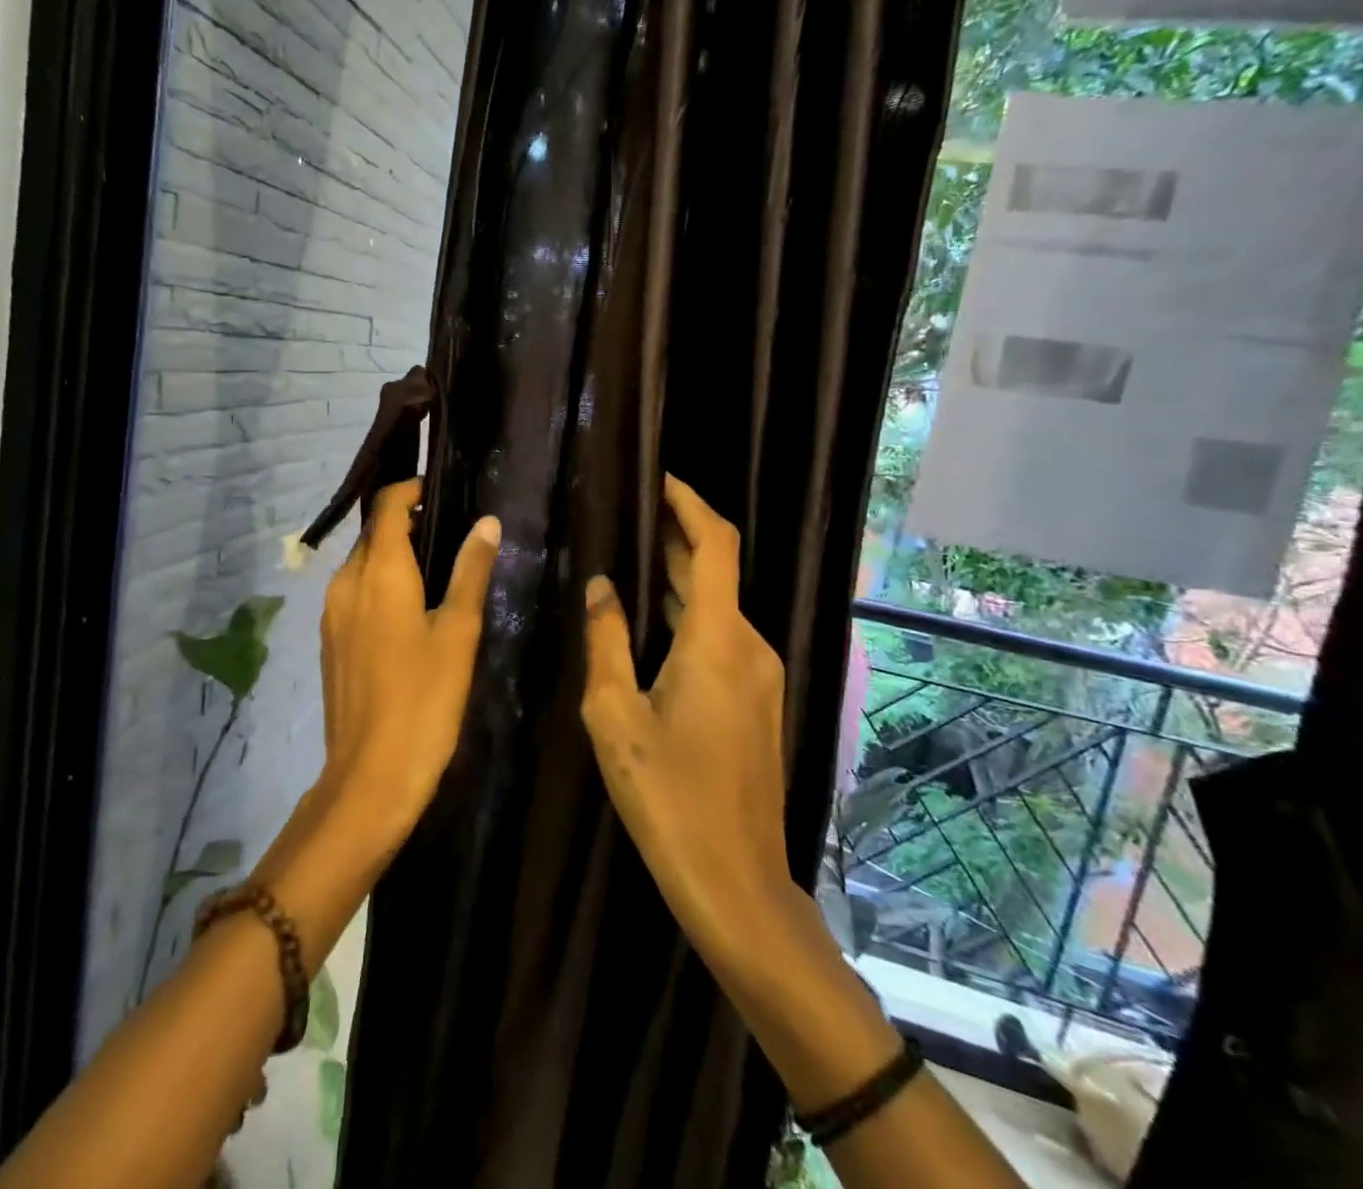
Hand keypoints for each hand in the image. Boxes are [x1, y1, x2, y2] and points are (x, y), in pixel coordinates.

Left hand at [317, 478, 500, 846]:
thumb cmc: (424, 700)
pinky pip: (354, 593)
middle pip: (372, 534)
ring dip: (392, 555)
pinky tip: (408, 609)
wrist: (371, 775)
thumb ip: (470, 571)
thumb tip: (486, 523)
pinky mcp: (329, 641)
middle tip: (449, 531)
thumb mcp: (458, 632)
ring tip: (435, 568)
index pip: (386, 507)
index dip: (410, 489)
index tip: (440, 491)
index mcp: (377, 572)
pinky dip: (379, 584)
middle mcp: (345, 583)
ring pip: (361, 565)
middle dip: (405, 522)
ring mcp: (331, 614)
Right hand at [580, 475, 800, 969]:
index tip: (659, 480)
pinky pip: (722, 639)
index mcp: (719, 641)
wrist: (735, 882)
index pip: (715, 546)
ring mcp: (760, 676)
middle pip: (716, 573)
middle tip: (626, 516)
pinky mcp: (757, 702)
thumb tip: (602, 587)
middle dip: (675, 539)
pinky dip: (689, 615)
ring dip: (680, 580)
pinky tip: (652, 623)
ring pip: (718, 608)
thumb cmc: (667, 796)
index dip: (690, 504)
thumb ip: (606, 641)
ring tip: (629, 561)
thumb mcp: (615, 715)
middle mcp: (750, 647)